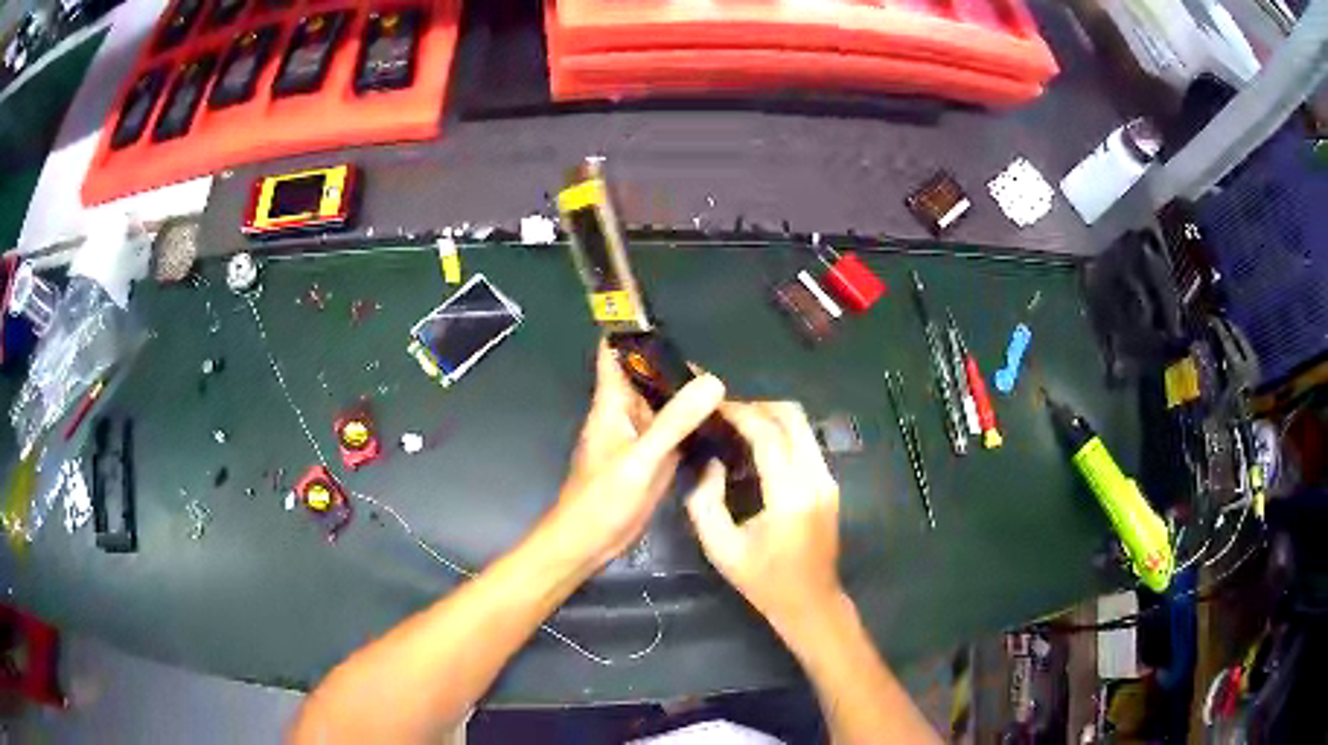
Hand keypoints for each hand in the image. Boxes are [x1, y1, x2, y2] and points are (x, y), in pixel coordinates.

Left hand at [548, 340, 724, 569]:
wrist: (590, 542)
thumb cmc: (602, 498)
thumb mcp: (641, 458)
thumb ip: (675, 421)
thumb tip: (713, 381)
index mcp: (612, 404)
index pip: (615, 354)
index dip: (633, 332)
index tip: (665, 317)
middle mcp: (626, 414)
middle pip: (649, 377)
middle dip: (677, 368)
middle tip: (720, 367)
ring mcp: (640, 438)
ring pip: (665, 405)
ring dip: (688, 397)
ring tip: (728, 390)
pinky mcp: (652, 459)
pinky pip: (674, 432)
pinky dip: (692, 425)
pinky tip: (720, 424)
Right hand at [686, 401, 843, 632]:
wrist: (811, 602)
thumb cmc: (763, 581)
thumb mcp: (720, 548)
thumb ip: (705, 502)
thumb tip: (709, 463)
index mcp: (790, 496)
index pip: (769, 436)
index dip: (740, 414)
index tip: (714, 407)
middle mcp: (816, 479)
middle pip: (793, 418)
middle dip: (758, 407)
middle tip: (725, 414)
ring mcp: (827, 480)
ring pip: (803, 426)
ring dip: (771, 418)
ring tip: (737, 427)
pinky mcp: (830, 484)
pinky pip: (807, 443)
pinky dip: (782, 433)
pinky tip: (757, 448)